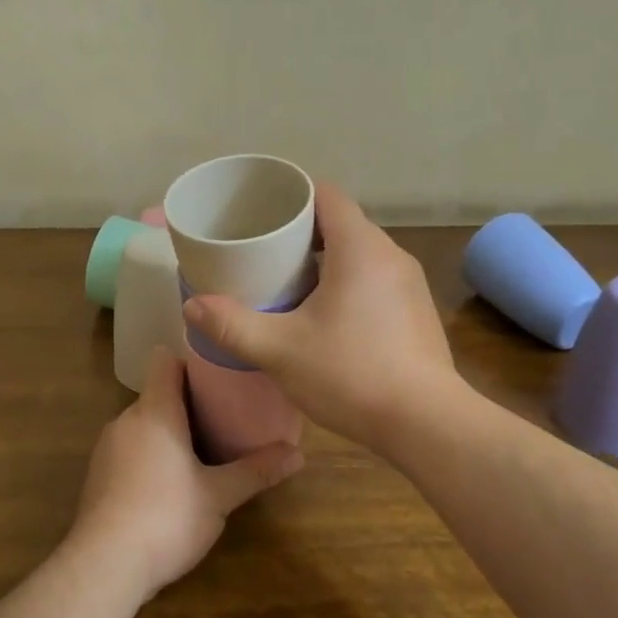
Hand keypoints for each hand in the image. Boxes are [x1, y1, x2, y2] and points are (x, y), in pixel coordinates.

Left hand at [70, 347, 302, 601]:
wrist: (104, 566)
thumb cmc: (167, 517)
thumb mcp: (220, 496)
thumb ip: (257, 471)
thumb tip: (299, 455)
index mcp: (154, 412)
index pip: (165, 362)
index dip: (190, 362)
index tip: (219, 374)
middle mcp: (125, 421)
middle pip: (157, 395)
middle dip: (188, 402)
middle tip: (225, 416)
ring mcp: (106, 449)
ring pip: (143, 425)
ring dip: (169, 431)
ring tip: (203, 449)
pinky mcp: (97, 477)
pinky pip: (129, 450)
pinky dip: (150, 455)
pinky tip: (170, 483)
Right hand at [181, 183, 460, 450]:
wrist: (425, 422)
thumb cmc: (350, 373)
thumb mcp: (280, 350)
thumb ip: (232, 325)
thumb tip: (193, 305)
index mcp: (360, 247)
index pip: (327, 195)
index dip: (293, 195)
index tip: (262, 211)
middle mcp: (391, 255)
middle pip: (342, 223)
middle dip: (303, 232)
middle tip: (264, 251)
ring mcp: (410, 284)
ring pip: (361, 254)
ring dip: (327, 260)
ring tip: (290, 282)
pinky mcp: (417, 311)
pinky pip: (377, 279)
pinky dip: (349, 283)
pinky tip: (327, 316)